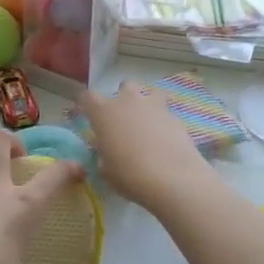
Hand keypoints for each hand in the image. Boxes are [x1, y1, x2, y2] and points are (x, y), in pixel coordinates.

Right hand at [77, 84, 212, 212]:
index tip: (89, 116)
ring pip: (150, 93)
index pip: (87, 97)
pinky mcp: (175, 116)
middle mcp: (128, 102)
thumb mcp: (106, 170)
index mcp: (104, 112)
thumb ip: (103, 154)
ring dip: (147, 104)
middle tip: (124, 119)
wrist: (171, 177)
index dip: (87, 105)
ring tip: (148, 124)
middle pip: (124, 86)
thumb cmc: (129, 175)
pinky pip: (166, 113)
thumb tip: (107, 151)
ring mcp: (154, 106)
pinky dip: (164, 122)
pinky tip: (166, 140)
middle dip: (124, 98)